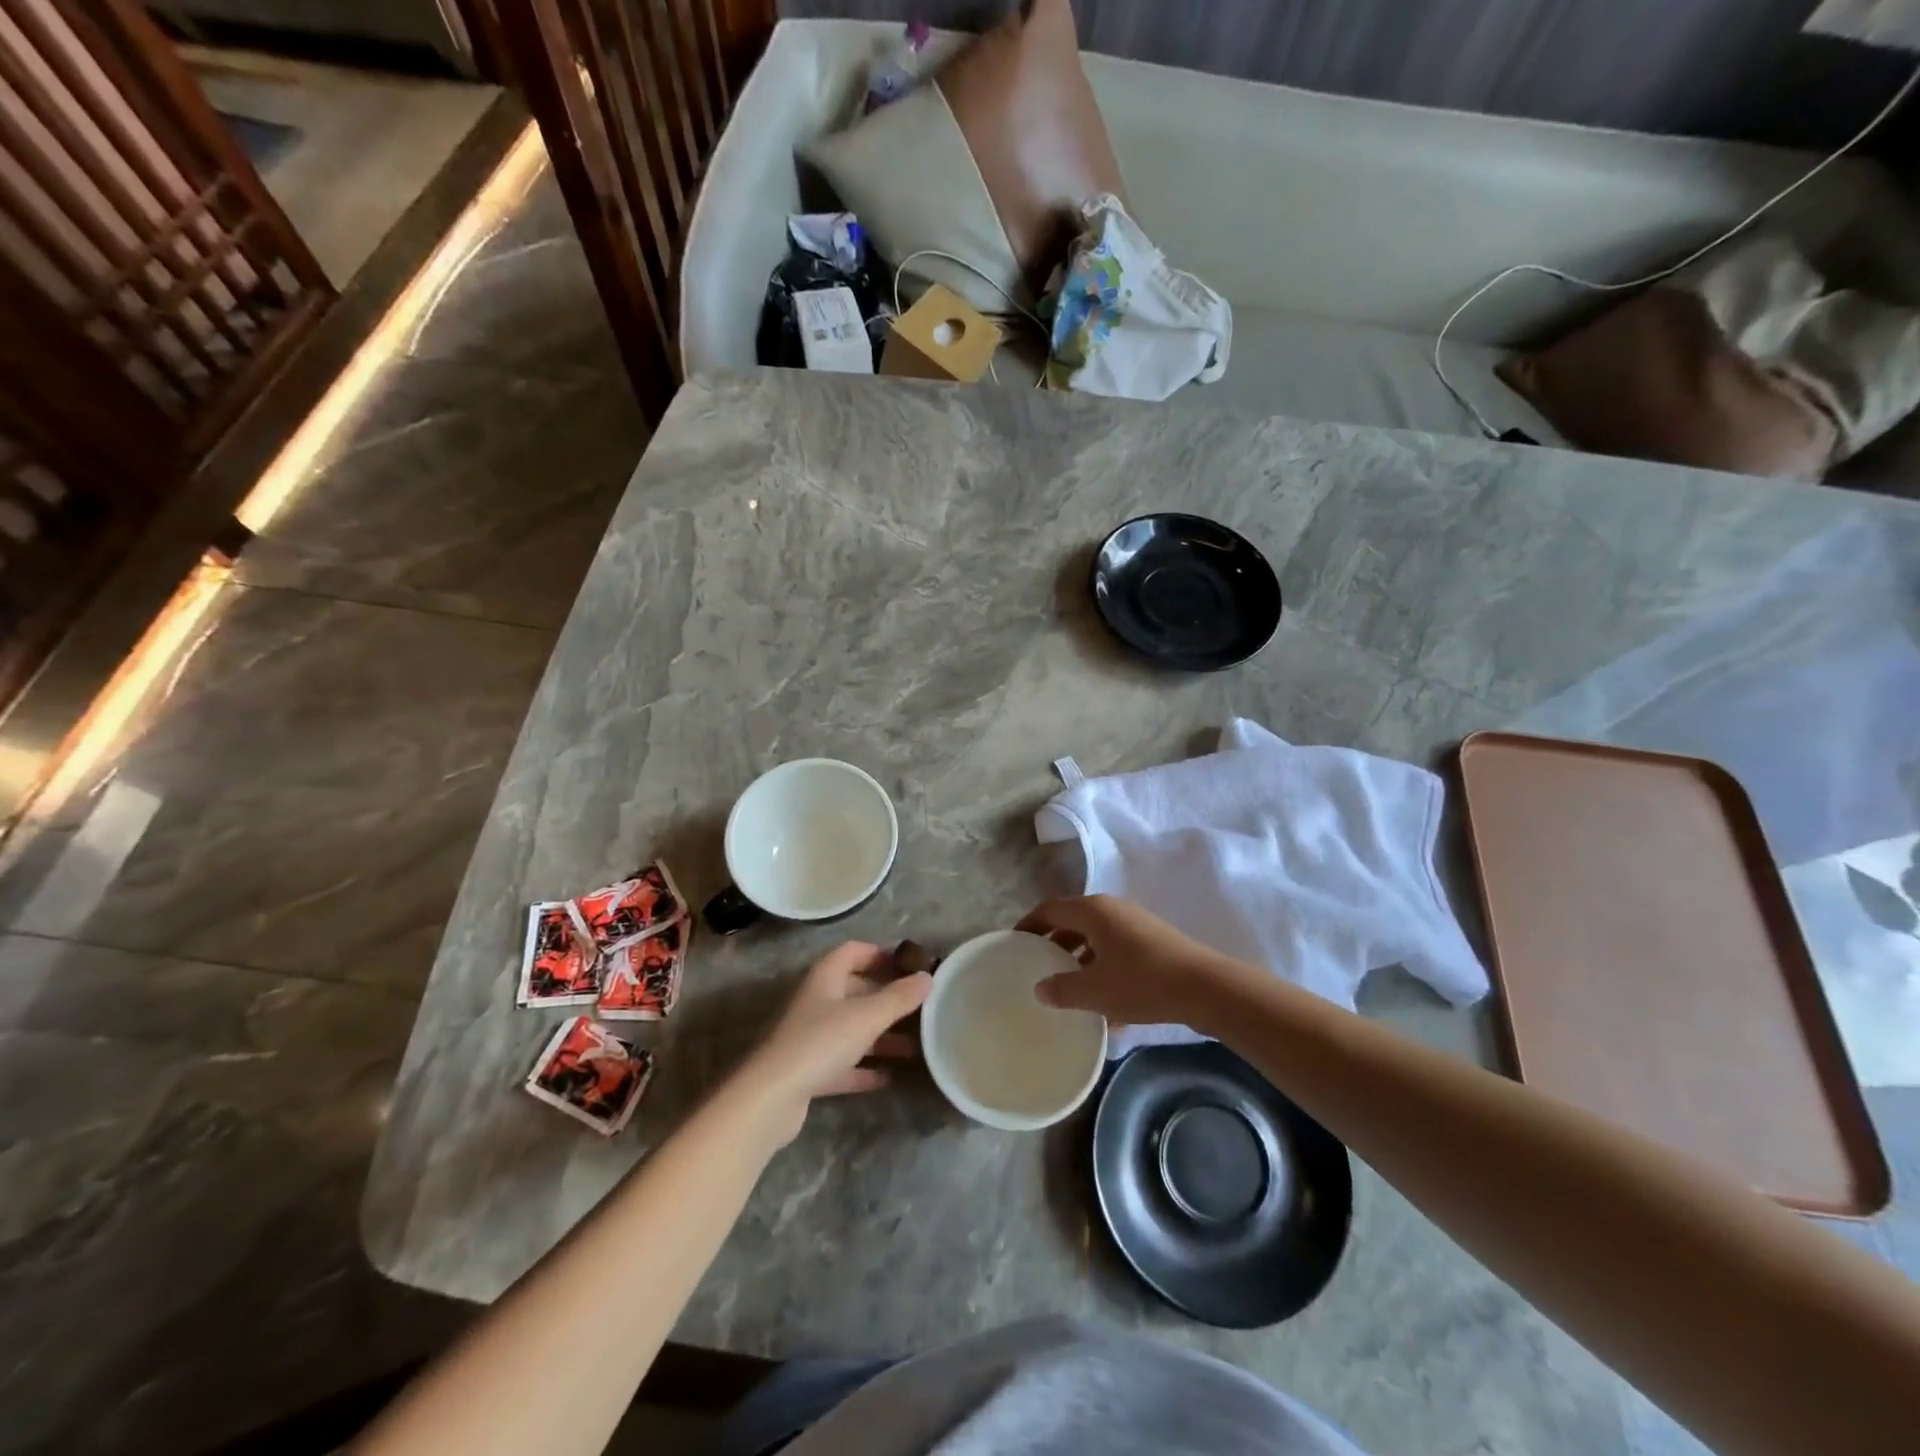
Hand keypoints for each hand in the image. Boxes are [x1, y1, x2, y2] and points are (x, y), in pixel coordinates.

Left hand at [734, 941, 930, 1146]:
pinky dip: (865, 1068)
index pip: (853, 951)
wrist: (770, 1097)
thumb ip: (899, 997)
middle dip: (887, 999)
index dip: (880, 954)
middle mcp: (816, 1001)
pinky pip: (843, 1063)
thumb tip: (928, 977)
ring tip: (915, 1047)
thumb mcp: (867, 1016)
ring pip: (852, 1029)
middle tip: (920, 1008)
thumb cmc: (820, 1042)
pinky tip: (889, 1077)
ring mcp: (810, 1037)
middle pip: (855, 991)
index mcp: (825, 977)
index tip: (909, 965)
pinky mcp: (808, 1071)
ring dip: (881, 1036)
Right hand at [1018, 895, 1246, 1030]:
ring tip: (1066, 987)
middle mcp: (1112, 909)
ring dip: (1078, 959)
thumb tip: (1040, 988)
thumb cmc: (1142, 982)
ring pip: (1095, 937)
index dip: (1029, 926)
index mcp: (1092, 910)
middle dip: (1053, 944)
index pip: (1049, 910)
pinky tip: (1103, 1005)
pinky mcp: (1153, 942)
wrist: (1206, 988)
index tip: (1013, 944)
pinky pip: (1116, 950)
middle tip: (1036, 967)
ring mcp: (1135, 924)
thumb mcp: (1095, 991)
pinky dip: (1102, 968)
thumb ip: (1062, 989)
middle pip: (1072, 921)